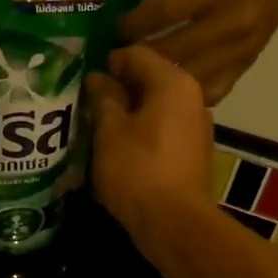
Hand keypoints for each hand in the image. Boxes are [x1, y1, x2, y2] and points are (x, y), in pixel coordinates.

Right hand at [85, 45, 216, 250]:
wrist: (174, 223)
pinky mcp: (193, 153)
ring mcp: (197, 127)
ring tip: (98, 126)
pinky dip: (143, 132)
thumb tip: (99, 78)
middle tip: (85, 103)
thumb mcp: (110, 131)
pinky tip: (120, 148)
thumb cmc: (138, 169)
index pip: (136, 54)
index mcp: (173, 83)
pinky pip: (164, 130)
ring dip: (129, 113)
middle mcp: (192, 98)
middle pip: (149, 80)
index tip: (81, 78)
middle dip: (117, 89)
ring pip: (156, 107)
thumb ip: (104, 98)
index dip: (106, 62)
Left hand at [117, 0, 277, 104]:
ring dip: (158, 84)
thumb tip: (137, 26)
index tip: (115, 34)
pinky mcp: (244, 67)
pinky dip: (185, 96)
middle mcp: (228, 23)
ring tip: (135, 84)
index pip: (165, 14)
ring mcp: (238, 50)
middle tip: (116, 65)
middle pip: (173, 52)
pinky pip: (210, 91)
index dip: (135, 26)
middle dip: (139, 61)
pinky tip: (167, 95)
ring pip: (188, 79)